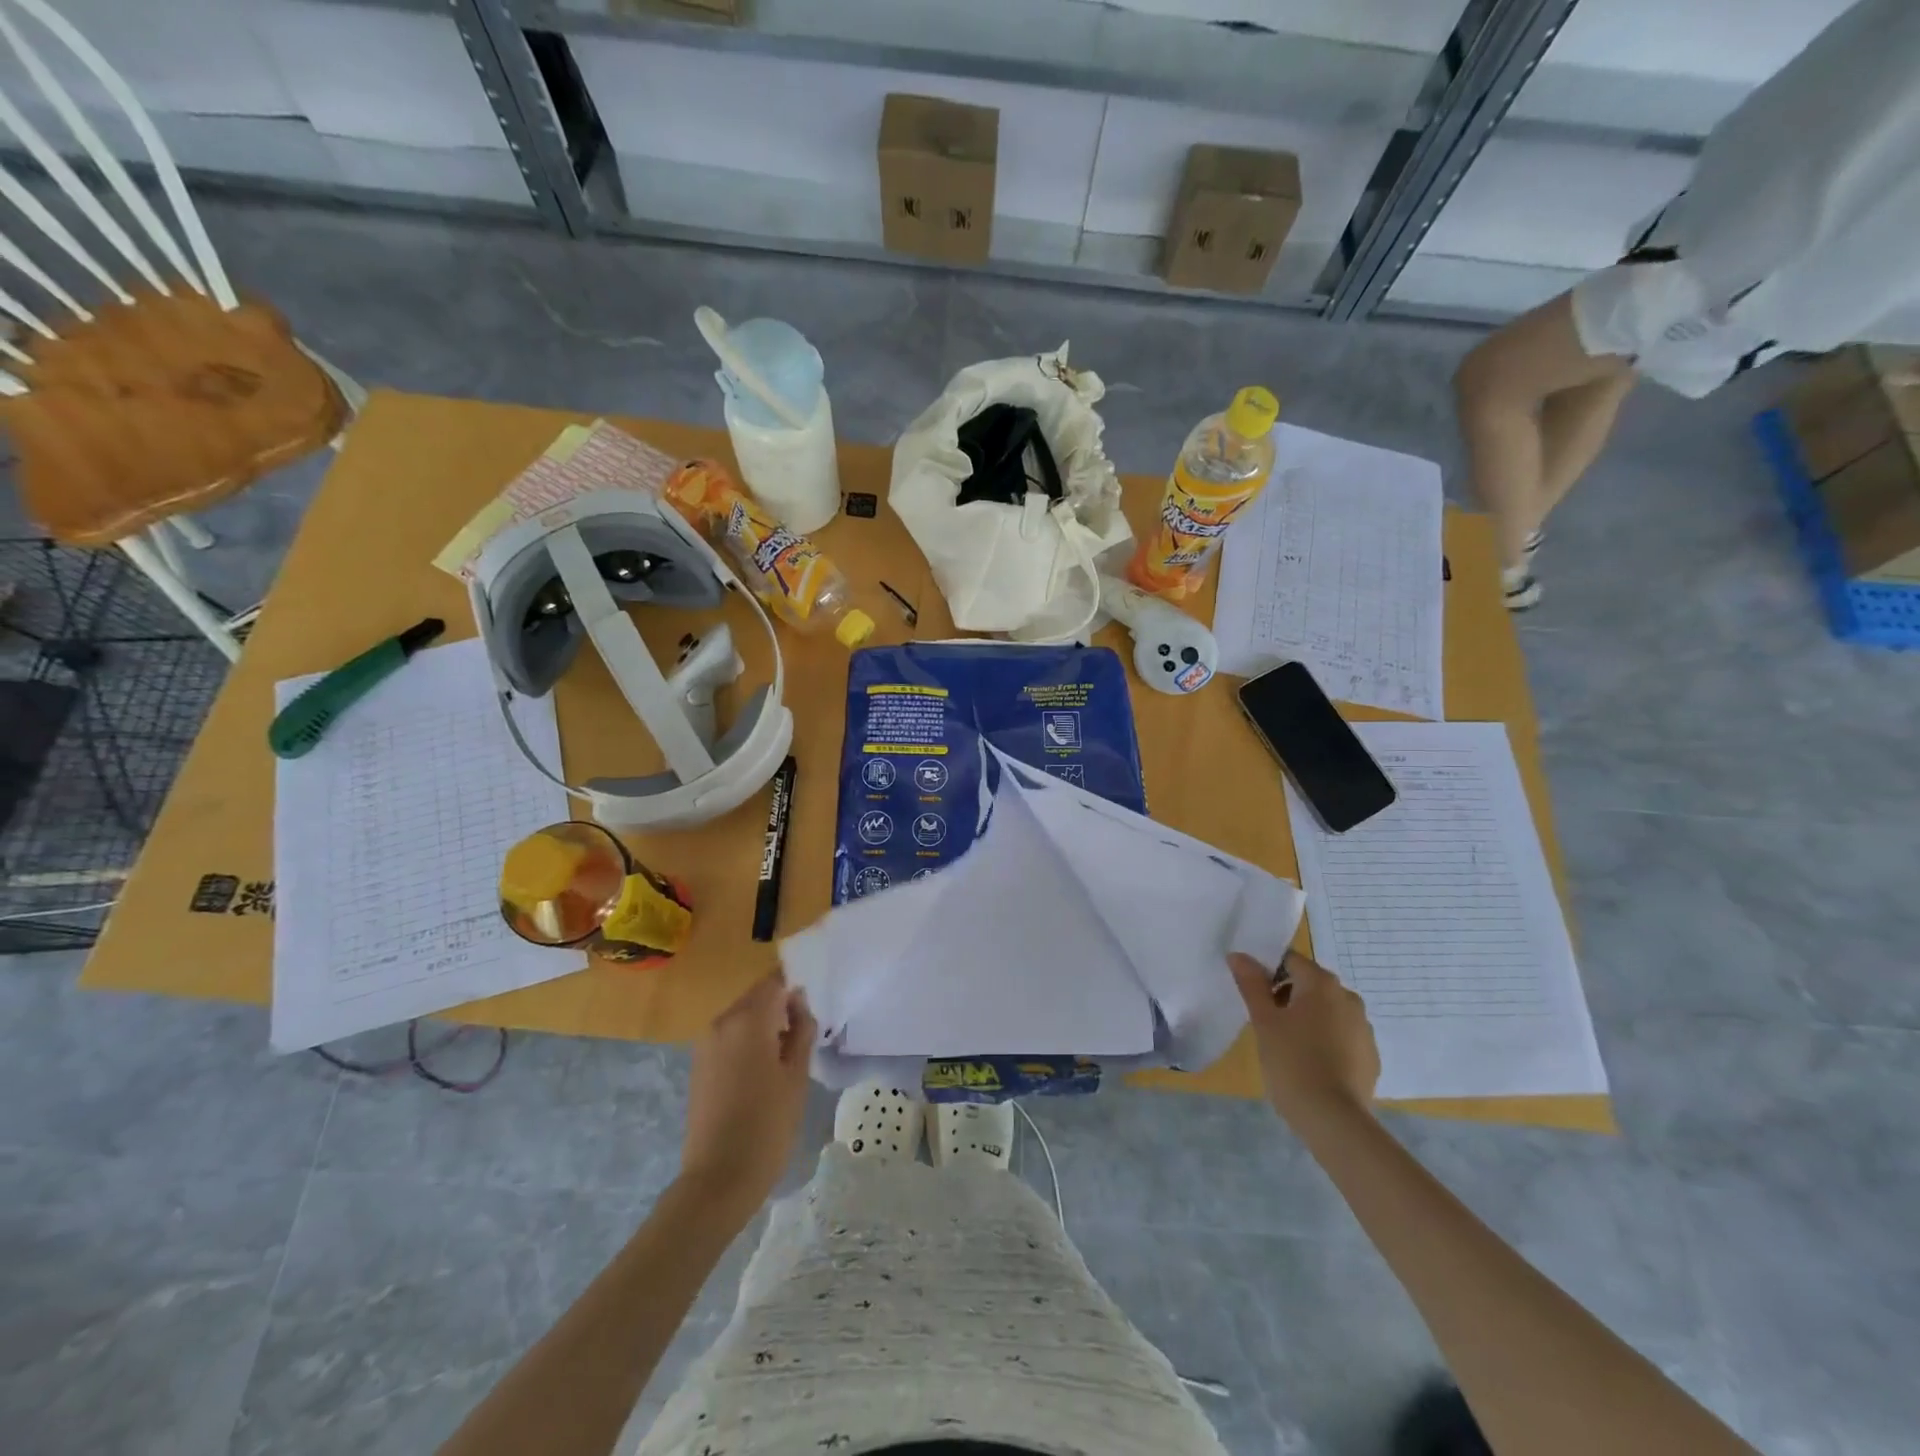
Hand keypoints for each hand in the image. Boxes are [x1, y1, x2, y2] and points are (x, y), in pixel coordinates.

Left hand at [681, 973, 816, 1212]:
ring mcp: (706, 1044)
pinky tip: (763, 1074)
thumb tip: (799, 1004)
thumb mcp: (797, 1075)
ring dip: (765, 1027)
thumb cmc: (767, 1125)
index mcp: (747, 1019)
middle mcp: (722, 1022)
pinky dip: (748, 1043)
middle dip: (781, 1009)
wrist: (718, 1179)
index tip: (811, 1014)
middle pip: (757, 998)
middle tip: (804, 1038)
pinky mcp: (699, 1065)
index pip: (775, 982)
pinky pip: (730, 1038)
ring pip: (743, 1018)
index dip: (796, 991)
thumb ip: (802, 1030)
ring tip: (786, 1059)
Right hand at [1230, 950, 1379, 1124]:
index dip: (1268, 972)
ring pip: (1327, 1010)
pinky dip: (1325, 1040)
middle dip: (1287, 995)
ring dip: (1307, 1018)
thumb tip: (1238, 955)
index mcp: (1322, 984)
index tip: (1254, 996)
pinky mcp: (1370, 1055)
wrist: (1334, 1119)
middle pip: (1310, 984)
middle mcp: (1348, 997)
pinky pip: (1341, 1035)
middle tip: (1267, 1023)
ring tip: (1288, 1046)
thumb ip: (1251, 984)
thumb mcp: (1263, 1021)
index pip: (1290, 960)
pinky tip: (1310, 1064)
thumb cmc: (1292, 1061)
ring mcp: (1364, 1028)